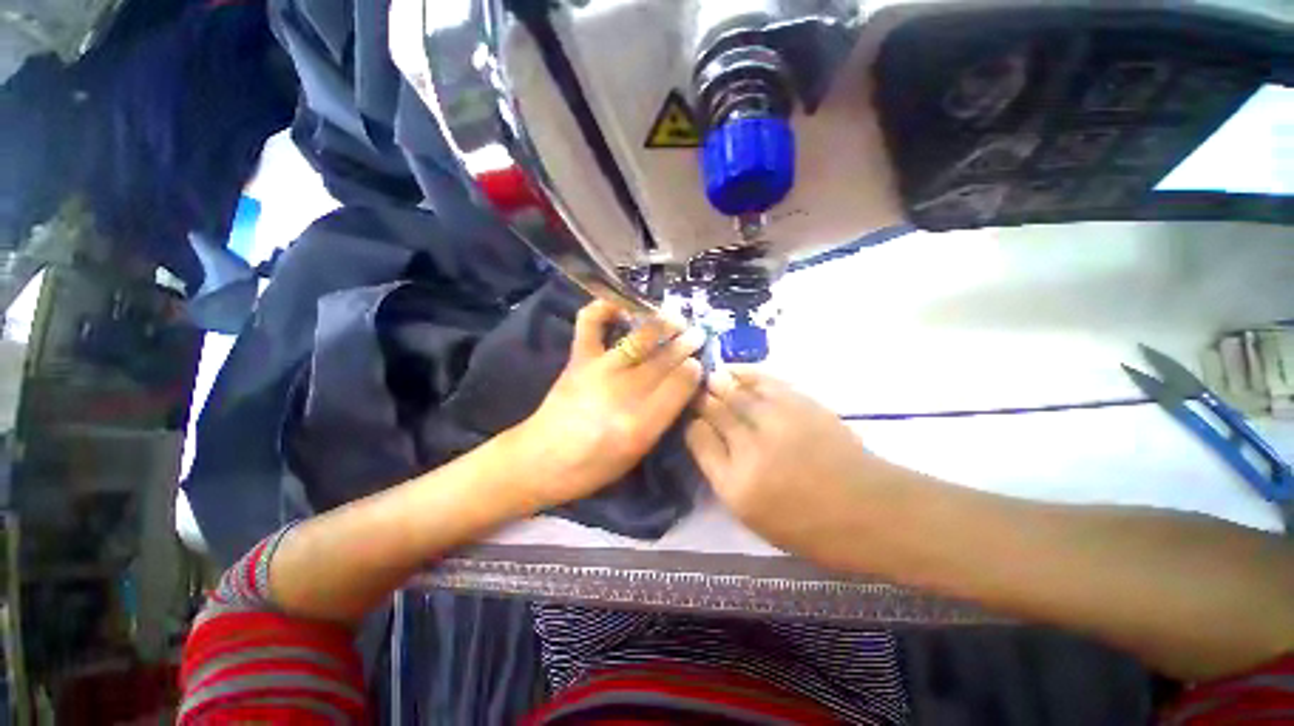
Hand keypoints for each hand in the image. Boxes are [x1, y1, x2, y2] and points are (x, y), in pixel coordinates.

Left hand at [513, 301, 705, 508]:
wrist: (542, 460)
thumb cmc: (594, 466)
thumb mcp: (637, 453)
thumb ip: (661, 419)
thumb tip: (681, 386)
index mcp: (641, 423)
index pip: (680, 385)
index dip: (693, 370)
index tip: (699, 363)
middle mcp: (624, 392)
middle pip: (664, 361)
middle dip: (685, 345)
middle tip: (698, 335)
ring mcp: (600, 370)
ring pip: (640, 339)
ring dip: (662, 325)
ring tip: (675, 319)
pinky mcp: (579, 359)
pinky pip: (590, 324)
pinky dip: (603, 308)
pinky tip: (620, 306)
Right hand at [685, 367, 895, 552]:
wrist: (870, 511)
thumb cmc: (810, 526)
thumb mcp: (754, 516)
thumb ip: (724, 475)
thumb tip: (706, 436)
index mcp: (735, 485)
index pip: (698, 439)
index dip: (691, 423)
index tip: (690, 417)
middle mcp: (750, 450)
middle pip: (714, 411)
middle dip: (701, 398)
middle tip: (693, 390)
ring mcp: (776, 422)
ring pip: (735, 392)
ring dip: (718, 382)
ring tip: (710, 377)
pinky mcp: (800, 404)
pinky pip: (763, 381)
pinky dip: (745, 373)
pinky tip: (734, 371)